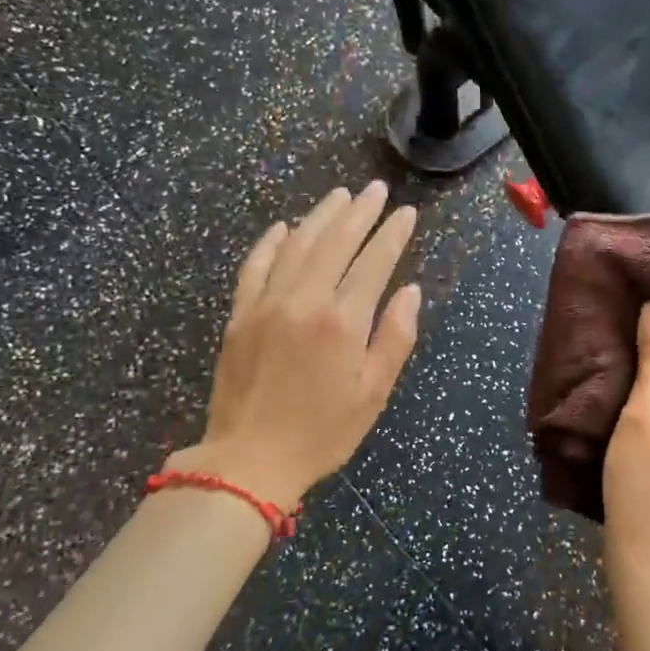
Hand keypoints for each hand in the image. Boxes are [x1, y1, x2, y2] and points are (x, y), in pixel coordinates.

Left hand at [167, 182, 420, 505]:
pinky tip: (285, 227)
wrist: (249, 461)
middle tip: (376, 189)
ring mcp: (266, 304)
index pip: (373, 263)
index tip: (407, 213)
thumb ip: (394, 338)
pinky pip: (255, 266)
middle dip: (360, 213)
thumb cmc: (322, 433)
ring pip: (297, 245)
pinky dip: (271, 242)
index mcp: (342, 322)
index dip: (392, 235)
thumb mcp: (373, 394)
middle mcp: (304, 301)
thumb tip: (410, 292)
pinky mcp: (239, 315)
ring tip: (340, 195)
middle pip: (335, 243)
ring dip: (320, 217)